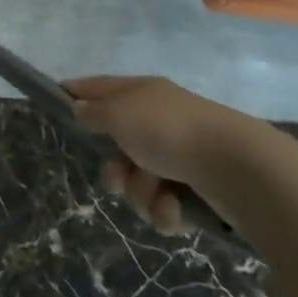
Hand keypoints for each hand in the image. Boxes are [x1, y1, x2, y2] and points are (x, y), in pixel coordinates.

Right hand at [66, 75, 271, 235]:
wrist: (238, 169)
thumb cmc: (168, 131)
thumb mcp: (118, 114)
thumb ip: (93, 112)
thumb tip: (81, 108)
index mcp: (140, 93)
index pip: (99, 87)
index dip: (77, 93)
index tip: (59, 104)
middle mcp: (159, 120)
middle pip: (118, 145)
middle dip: (114, 169)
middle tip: (116, 178)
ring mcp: (180, 155)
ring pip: (139, 181)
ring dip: (141, 193)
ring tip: (157, 193)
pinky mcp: (198, 190)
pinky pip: (165, 204)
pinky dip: (167, 209)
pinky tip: (177, 207)